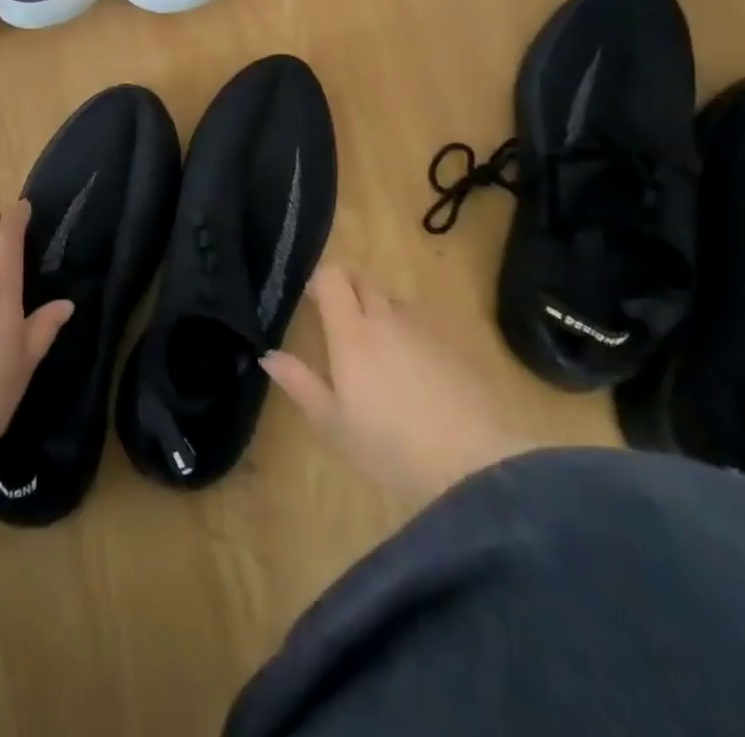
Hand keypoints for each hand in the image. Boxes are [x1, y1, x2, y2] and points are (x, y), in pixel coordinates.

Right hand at [262, 265, 529, 505]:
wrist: (476, 466)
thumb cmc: (391, 446)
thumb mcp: (334, 424)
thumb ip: (300, 383)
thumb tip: (268, 355)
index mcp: (351, 332)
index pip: (332, 278)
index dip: (321, 281)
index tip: (313, 301)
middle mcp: (386, 318)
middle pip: (364, 281)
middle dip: (350, 289)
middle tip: (340, 319)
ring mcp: (424, 330)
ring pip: (394, 300)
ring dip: (380, 309)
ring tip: (377, 345)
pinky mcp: (455, 347)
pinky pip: (423, 324)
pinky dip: (410, 331)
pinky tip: (414, 368)